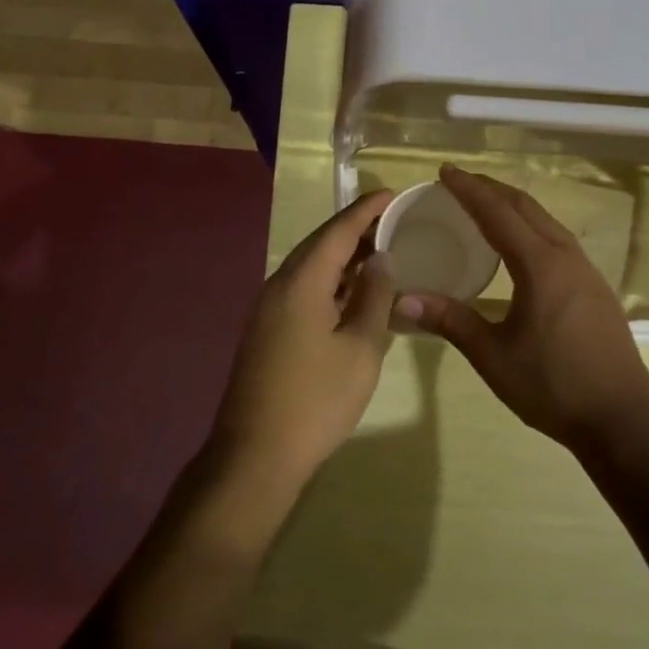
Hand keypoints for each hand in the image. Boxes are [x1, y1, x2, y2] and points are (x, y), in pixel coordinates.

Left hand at [214, 191, 397, 489]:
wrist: (255, 456)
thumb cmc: (316, 400)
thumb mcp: (361, 347)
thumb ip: (374, 297)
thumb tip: (381, 259)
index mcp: (301, 281)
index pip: (338, 230)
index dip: (367, 209)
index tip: (392, 192)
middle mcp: (279, 285)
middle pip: (321, 244)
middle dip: (356, 229)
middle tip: (393, 221)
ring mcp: (268, 309)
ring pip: (311, 268)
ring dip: (344, 257)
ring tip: (381, 251)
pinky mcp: (267, 330)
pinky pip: (303, 290)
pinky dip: (331, 282)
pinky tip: (354, 293)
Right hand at [396, 166, 648, 454]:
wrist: (623, 419)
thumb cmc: (553, 386)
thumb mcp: (494, 356)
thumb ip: (450, 322)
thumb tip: (402, 299)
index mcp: (541, 266)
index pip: (498, 214)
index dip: (470, 190)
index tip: (445, 171)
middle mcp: (567, 257)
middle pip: (527, 208)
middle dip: (492, 190)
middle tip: (461, 183)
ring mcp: (587, 271)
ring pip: (547, 222)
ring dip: (515, 207)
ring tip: (487, 206)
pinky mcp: (596, 288)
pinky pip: (559, 241)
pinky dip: (533, 228)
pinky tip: (522, 247)